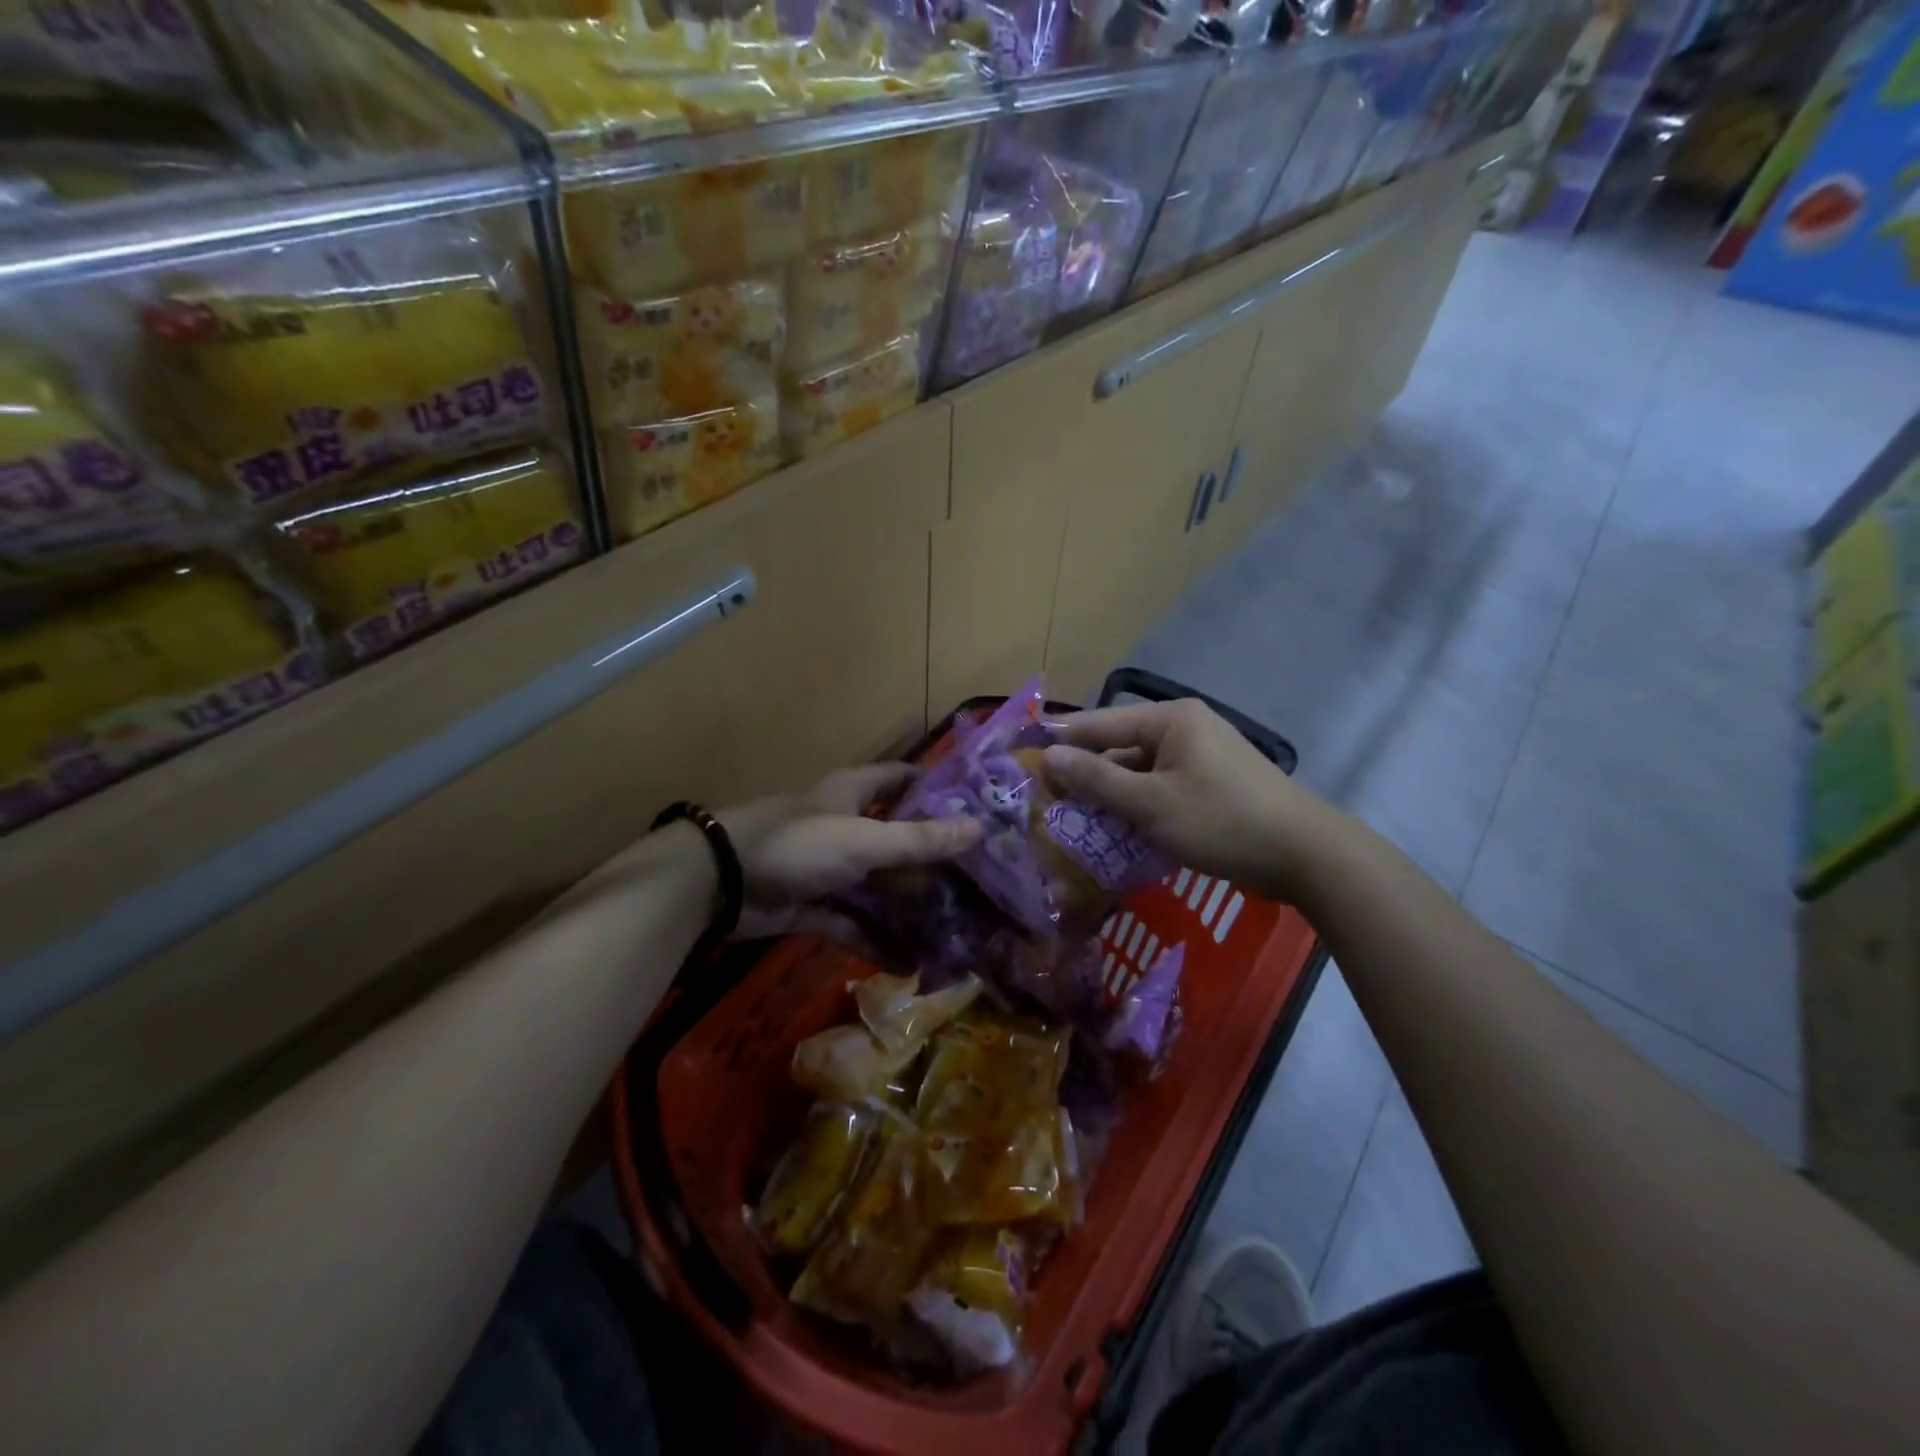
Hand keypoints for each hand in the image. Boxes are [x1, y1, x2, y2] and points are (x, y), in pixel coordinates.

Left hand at [719, 763, 981, 935]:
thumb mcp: (864, 841)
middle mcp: (842, 825)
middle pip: (893, 836)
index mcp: (852, 794)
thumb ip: (920, 840)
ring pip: (874, 884)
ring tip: (951, 925)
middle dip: (928, 856)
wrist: (720, 882)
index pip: (898, 778)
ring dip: (904, 904)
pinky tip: (908, 960)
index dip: (932, 785)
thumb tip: (980, 828)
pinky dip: (874, 938)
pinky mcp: (810, 905)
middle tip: (975, 878)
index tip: (972, 804)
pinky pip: (851, 922)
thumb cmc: (798, 844)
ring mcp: (825, 868)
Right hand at [1041, 700, 1339, 901]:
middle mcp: (1183, 729)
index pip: (1097, 724)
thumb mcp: (1151, 804)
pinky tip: (1115, 834)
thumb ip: (1096, 779)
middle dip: (1084, 777)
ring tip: (1072, 823)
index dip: (1058, 743)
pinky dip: (1137, 808)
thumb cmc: (1222, 821)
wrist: (1306, 856)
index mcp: (1169, 720)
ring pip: (1137, 773)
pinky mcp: (1210, 785)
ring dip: (1110, 798)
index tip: (1020, 760)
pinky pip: (1159, 789)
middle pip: (1117, 748)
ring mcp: (1199, 757)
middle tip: (1044, 804)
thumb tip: (1047, 756)